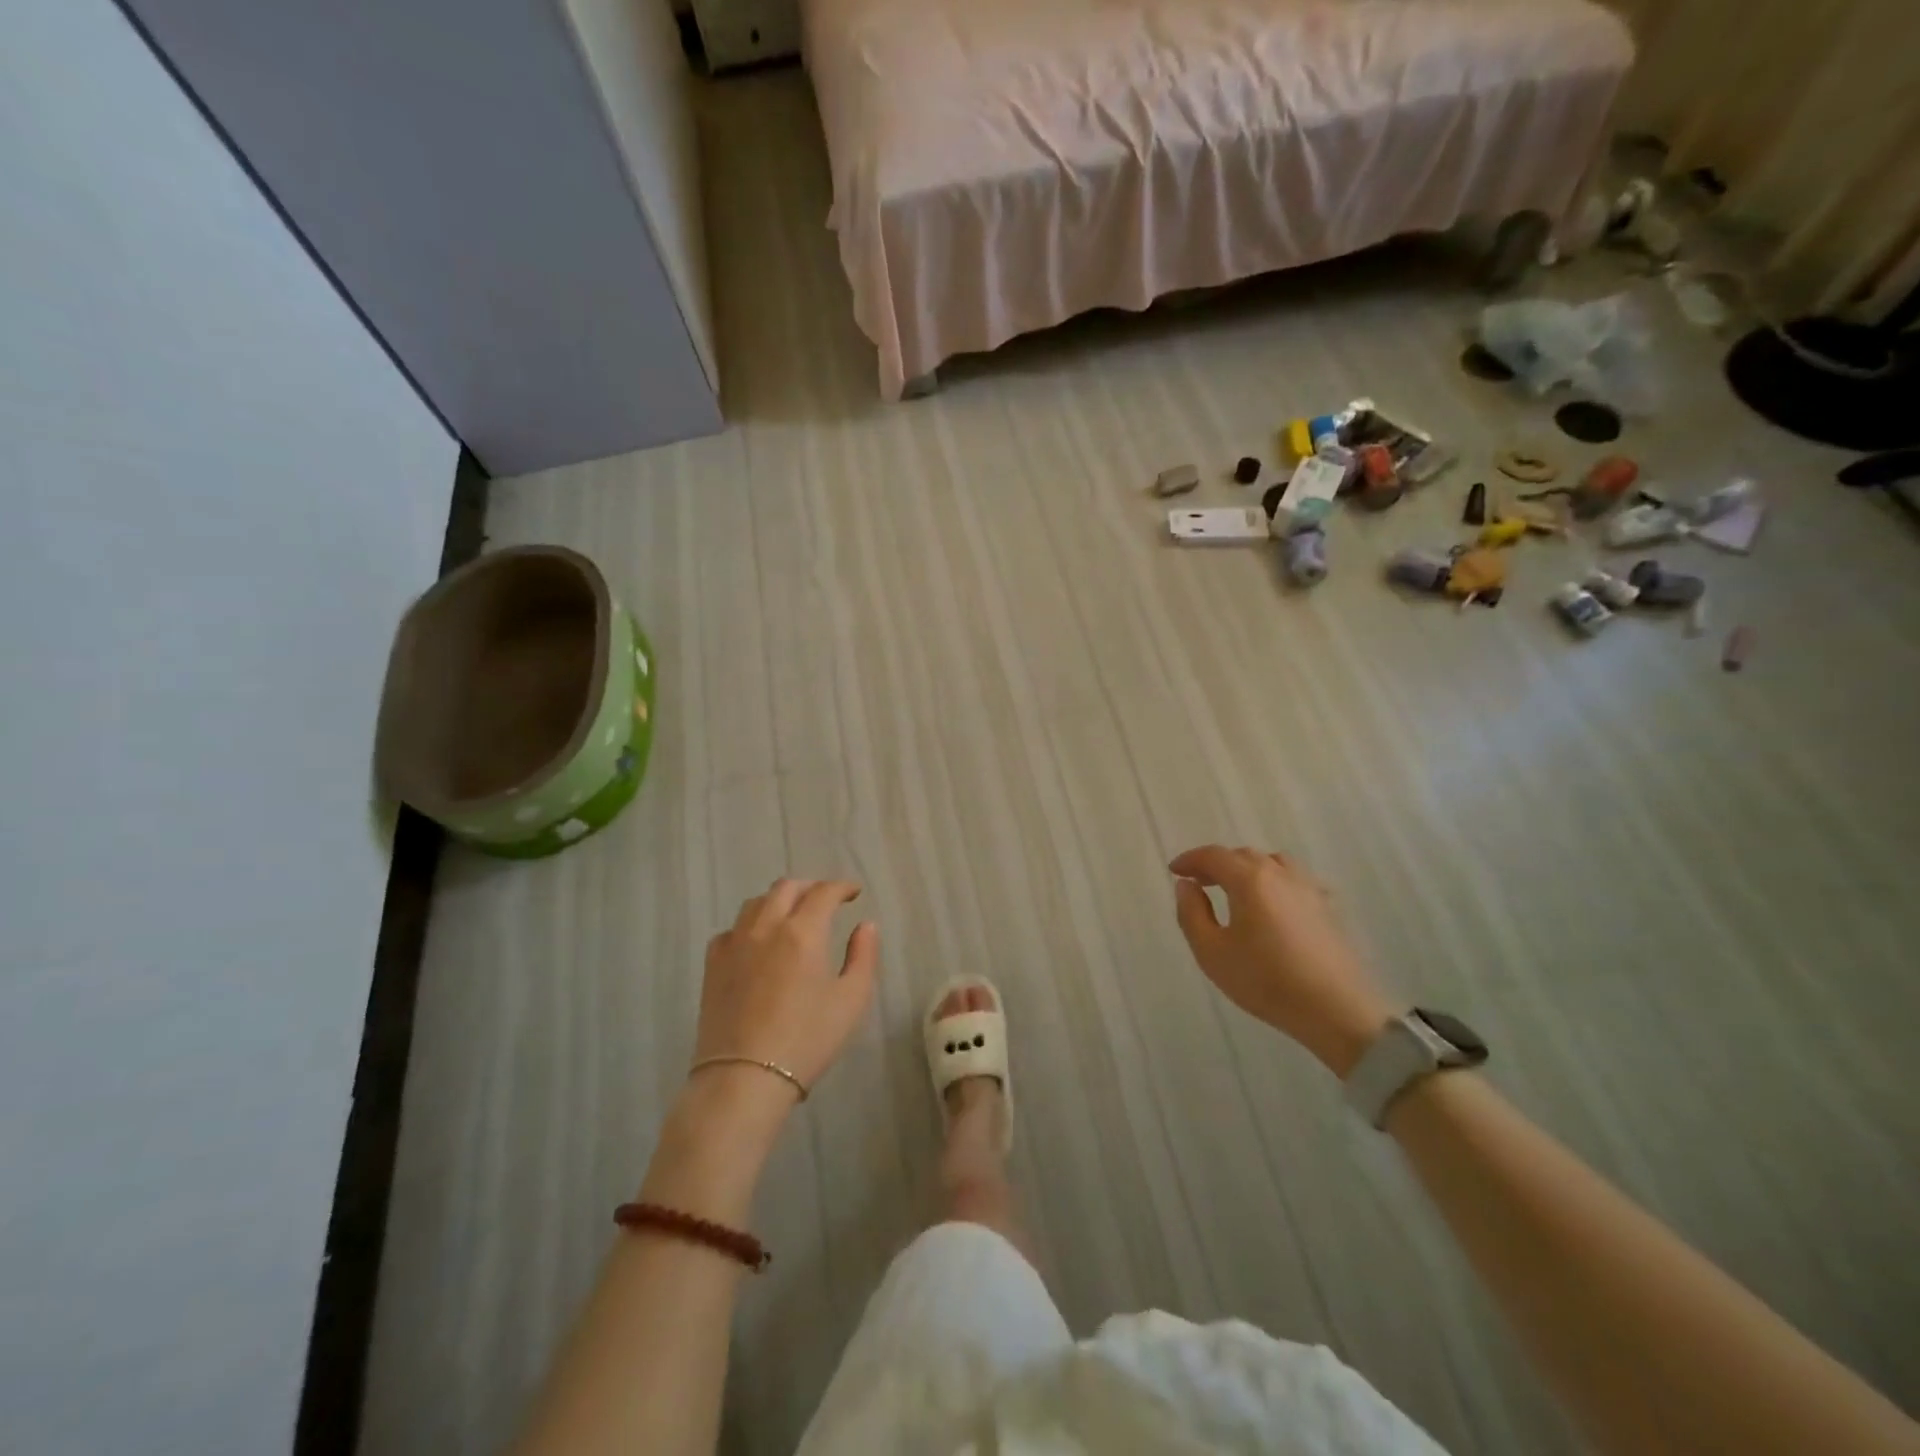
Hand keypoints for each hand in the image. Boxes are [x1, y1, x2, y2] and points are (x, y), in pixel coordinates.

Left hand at [690, 879, 879, 1117]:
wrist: (744, 1079)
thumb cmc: (807, 1040)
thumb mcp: (851, 1000)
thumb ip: (863, 956)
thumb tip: (865, 925)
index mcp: (803, 932)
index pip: (824, 892)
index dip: (842, 887)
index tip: (854, 892)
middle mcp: (766, 927)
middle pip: (786, 888)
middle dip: (810, 887)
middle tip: (825, 900)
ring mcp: (734, 944)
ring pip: (755, 903)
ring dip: (778, 900)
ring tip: (791, 915)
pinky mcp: (713, 964)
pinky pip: (731, 929)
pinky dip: (749, 925)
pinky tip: (756, 942)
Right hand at [1169, 846, 1391, 1074]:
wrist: (1337, 1010)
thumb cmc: (1266, 981)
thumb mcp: (1212, 952)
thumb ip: (1191, 913)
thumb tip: (1186, 885)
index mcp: (1249, 879)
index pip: (1213, 856)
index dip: (1190, 860)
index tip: (1174, 870)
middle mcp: (1280, 874)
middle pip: (1243, 856)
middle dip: (1216, 864)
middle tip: (1198, 882)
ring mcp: (1308, 888)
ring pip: (1272, 864)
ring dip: (1247, 869)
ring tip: (1234, 890)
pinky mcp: (1327, 908)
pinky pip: (1293, 880)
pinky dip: (1273, 881)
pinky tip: (1271, 904)